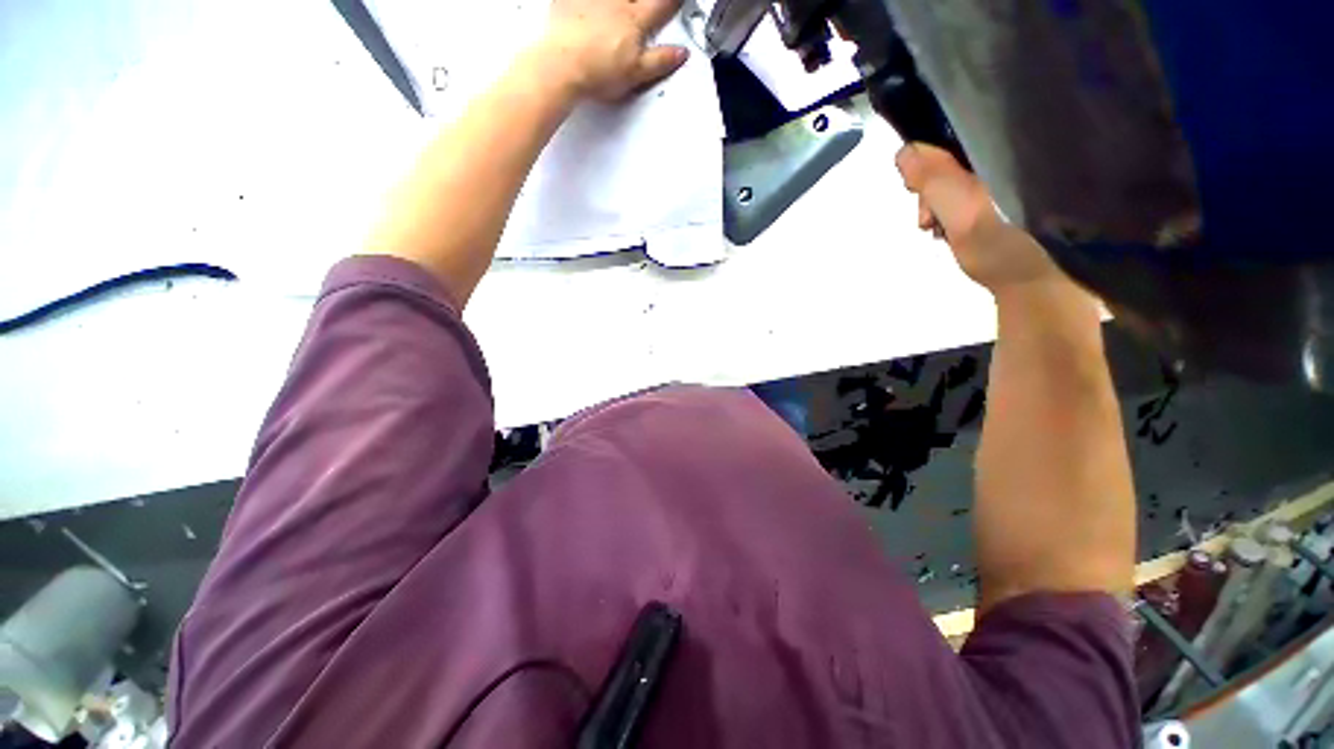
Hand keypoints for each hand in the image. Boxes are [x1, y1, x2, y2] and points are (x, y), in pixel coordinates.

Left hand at [539, 0, 689, 101]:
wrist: (562, 66)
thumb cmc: (596, 71)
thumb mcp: (636, 74)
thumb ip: (660, 61)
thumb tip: (681, 54)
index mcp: (635, 21)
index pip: (662, 5)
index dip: (672, 2)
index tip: (677, 1)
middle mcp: (616, 3)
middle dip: (643, 2)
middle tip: (643, 8)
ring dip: (619, 3)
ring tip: (621, 8)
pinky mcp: (569, 1)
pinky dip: (587, 4)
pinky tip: (591, 8)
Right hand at [895, 143, 1064, 295]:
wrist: (1038, 285)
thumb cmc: (1003, 244)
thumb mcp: (961, 209)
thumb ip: (932, 178)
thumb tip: (903, 150)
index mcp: (1002, 147)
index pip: (950, 133)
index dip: (924, 159)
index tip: (915, 190)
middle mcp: (1005, 156)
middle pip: (949, 158)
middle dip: (929, 190)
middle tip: (929, 219)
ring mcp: (1005, 178)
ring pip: (952, 180)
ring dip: (935, 207)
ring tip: (939, 231)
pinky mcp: (1004, 199)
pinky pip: (963, 197)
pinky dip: (949, 215)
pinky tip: (949, 232)